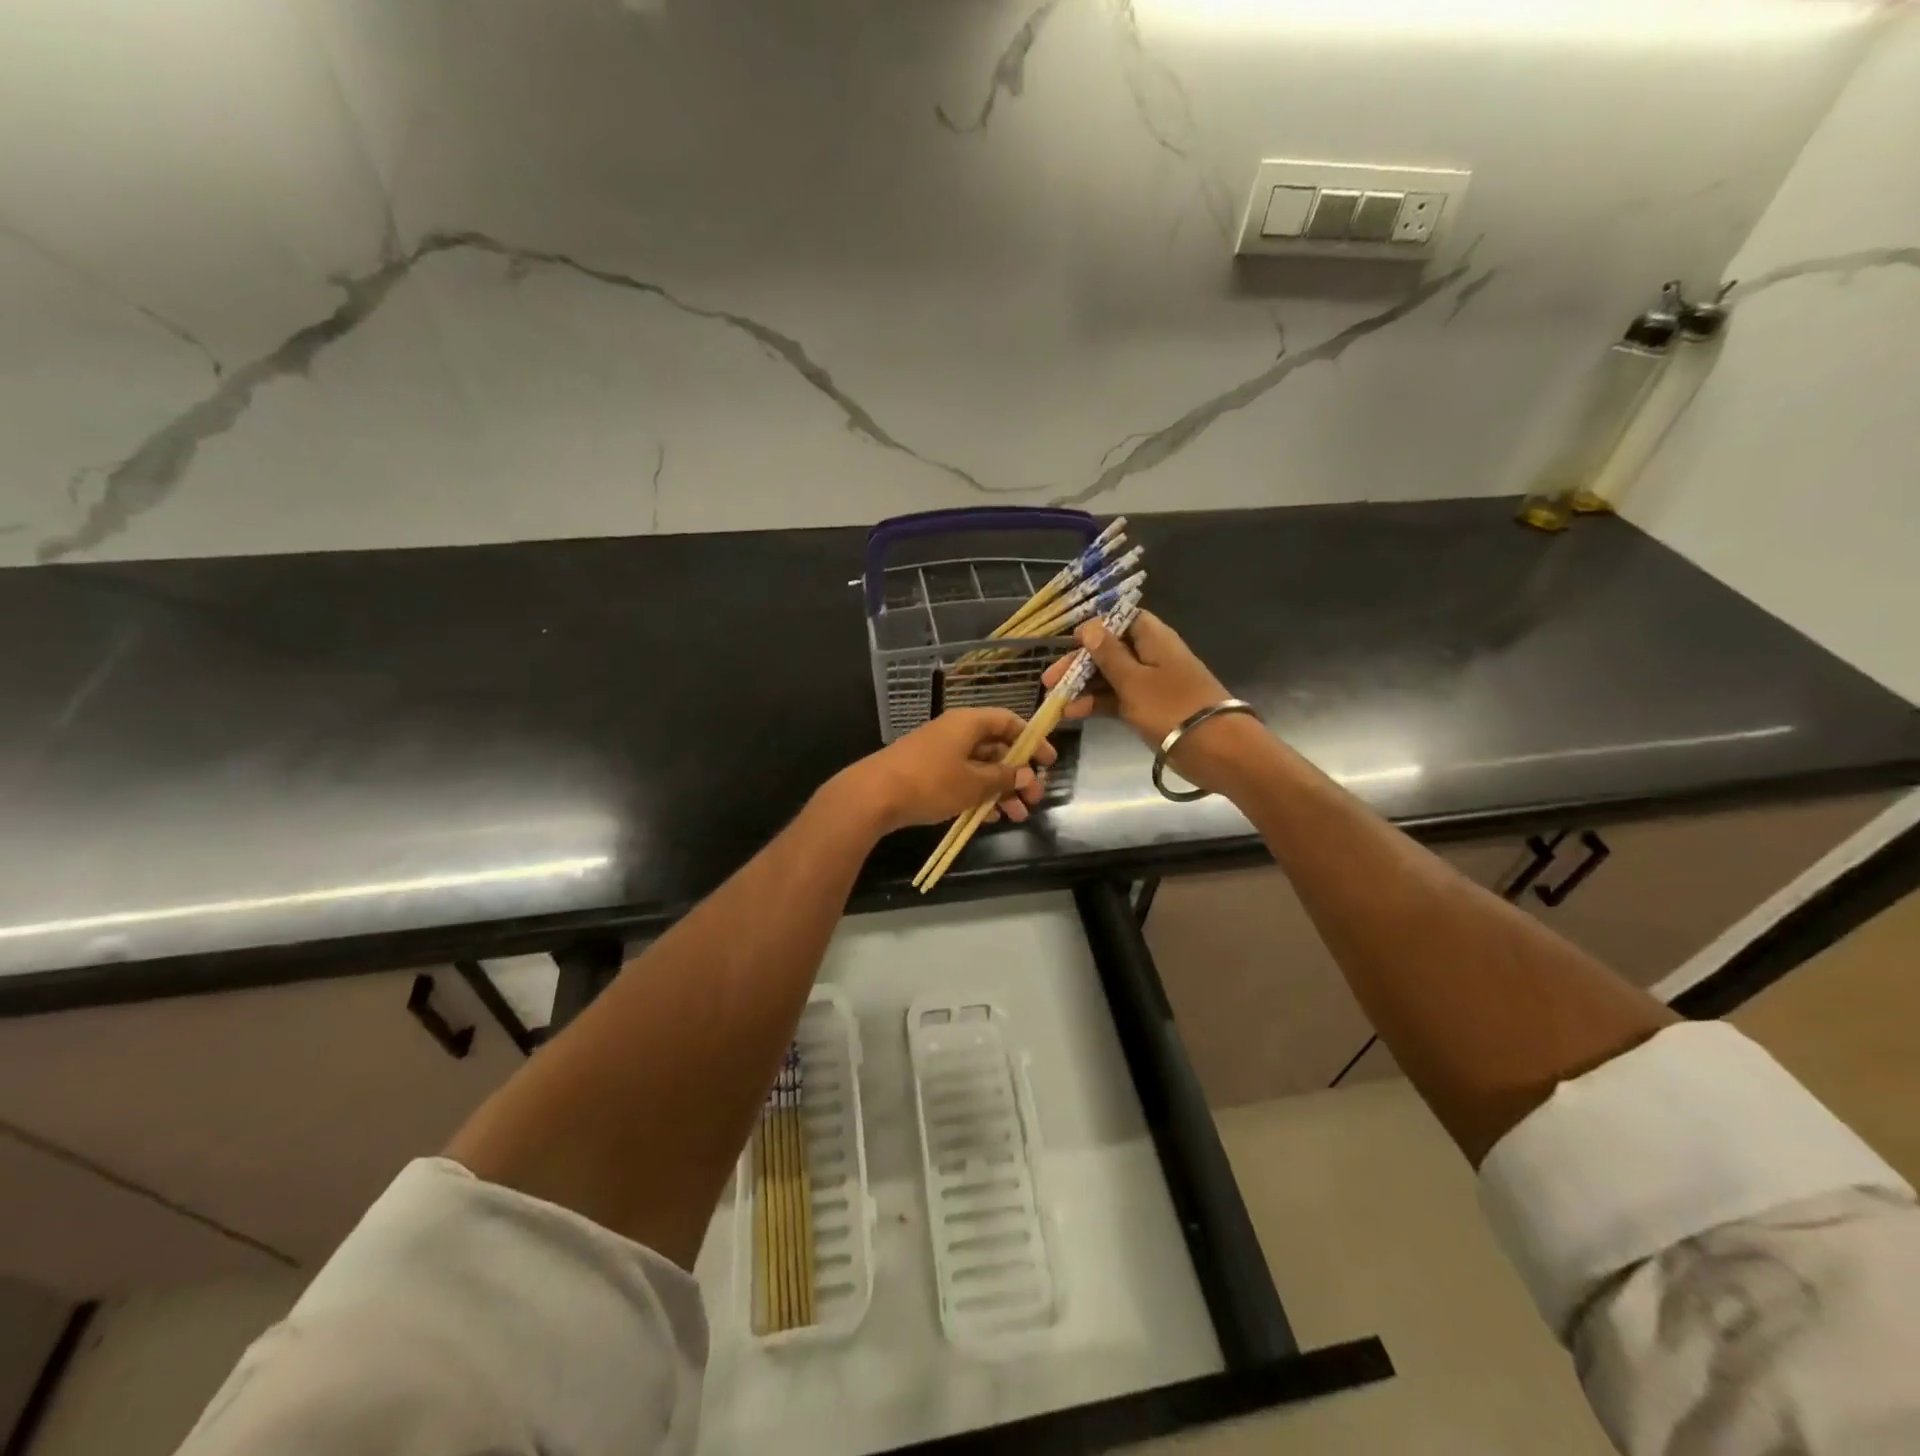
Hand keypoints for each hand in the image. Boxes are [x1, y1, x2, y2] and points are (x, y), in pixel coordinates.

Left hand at [841, 708, 1055, 833]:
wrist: (873, 795)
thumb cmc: (930, 782)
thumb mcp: (974, 782)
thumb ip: (1003, 777)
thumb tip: (1025, 773)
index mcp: (968, 723)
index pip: (1008, 721)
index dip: (1031, 739)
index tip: (1048, 762)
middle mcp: (955, 732)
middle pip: (996, 747)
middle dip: (1017, 774)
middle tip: (1034, 799)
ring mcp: (939, 752)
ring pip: (979, 767)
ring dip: (1000, 790)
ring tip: (1016, 816)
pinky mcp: (926, 773)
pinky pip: (961, 779)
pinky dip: (977, 795)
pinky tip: (987, 818)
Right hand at [1041, 611, 1260, 791]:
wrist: (1216, 749)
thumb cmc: (1172, 708)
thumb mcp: (1133, 680)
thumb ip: (1108, 654)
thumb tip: (1090, 626)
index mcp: (1153, 638)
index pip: (1120, 619)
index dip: (1094, 628)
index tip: (1070, 642)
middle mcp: (1151, 655)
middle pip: (1110, 650)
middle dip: (1079, 664)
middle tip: (1049, 681)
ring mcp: (1151, 683)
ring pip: (1111, 677)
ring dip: (1084, 687)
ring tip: (1057, 703)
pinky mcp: (1150, 708)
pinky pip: (1118, 699)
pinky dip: (1098, 704)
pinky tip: (1075, 714)